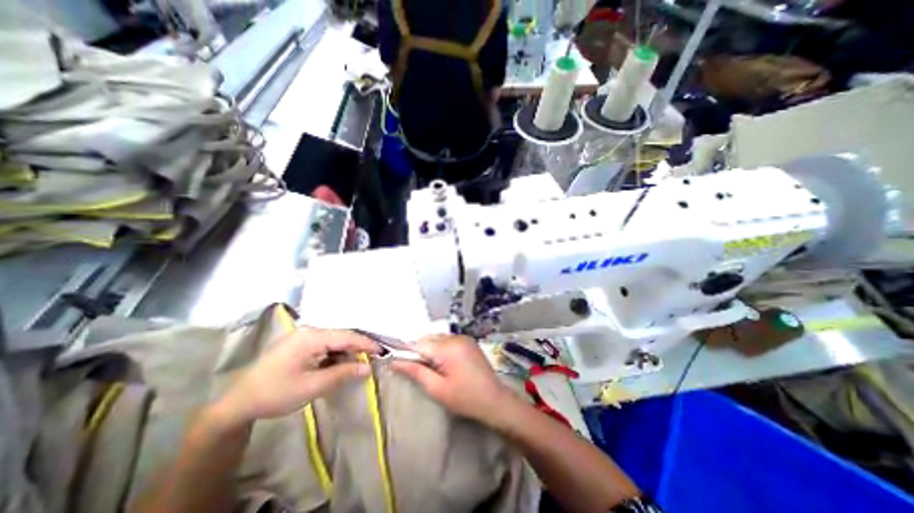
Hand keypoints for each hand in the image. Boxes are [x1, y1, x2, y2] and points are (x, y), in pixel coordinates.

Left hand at [215, 327, 377, 425]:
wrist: (237, 404)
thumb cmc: (275, 394)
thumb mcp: (312, 386)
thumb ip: (342, 374)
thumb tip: (368, 368)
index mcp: (311, 337)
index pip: (346, 336)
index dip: (366, 343)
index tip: (382, 351)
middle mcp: (309, 331)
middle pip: (341, 336)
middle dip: (358, 348)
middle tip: (374, 358)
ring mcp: (303, 337)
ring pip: (334, 341)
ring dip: (347, 352)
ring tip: (359, 363)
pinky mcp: (299, 345)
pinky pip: (324, 346)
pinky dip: (335, 355)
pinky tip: (340, 364)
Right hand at [393, 337, 521, 428]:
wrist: (494, 400)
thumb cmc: (465, 398)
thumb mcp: (437, 389)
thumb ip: (416, 372)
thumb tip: (395, 361)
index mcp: (448, 348)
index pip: (420, 343)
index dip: (408, 352)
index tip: (400, 363)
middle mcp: (456, 337)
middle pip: (429, 338)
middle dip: (421, 351)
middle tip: (423, 371)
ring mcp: (464, 337)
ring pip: (438, 338)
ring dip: (431, 349)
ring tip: (435, 369)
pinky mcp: (468, 341)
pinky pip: (448, 340)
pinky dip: (442, 348)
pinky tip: (446, 364)